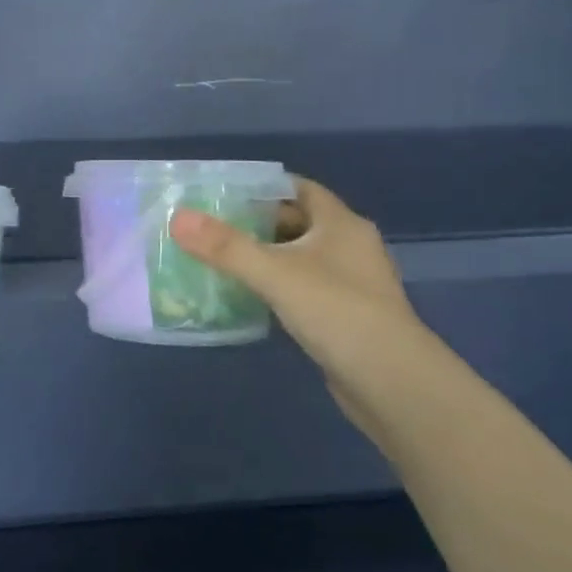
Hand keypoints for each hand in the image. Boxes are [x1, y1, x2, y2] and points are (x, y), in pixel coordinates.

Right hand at [168, 178, 454, 431]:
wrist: (394, 384)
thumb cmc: (338, 312)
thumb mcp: (276, 273)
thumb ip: (226, 247)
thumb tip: (177, 218)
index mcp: (341, 223)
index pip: (298, 188)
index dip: (262, 186)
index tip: (221, 192)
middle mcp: (350, 246)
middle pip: (297, 221)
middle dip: (256, 222)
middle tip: (210, 226)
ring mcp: (351, 283)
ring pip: (300, 257)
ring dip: (266, 256)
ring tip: (220, 258)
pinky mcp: (346, 316)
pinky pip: (304, 288)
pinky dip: (278, 286)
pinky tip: (249, 296)